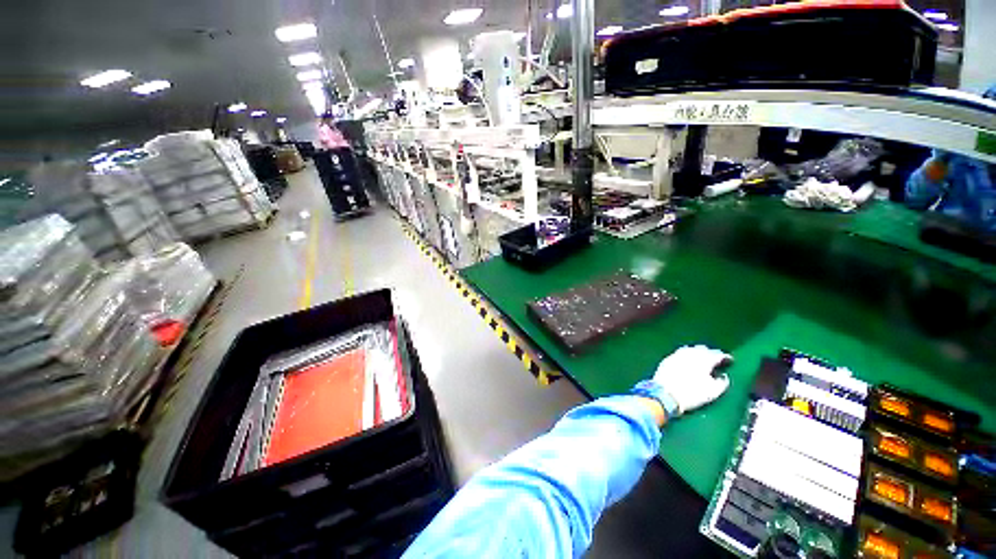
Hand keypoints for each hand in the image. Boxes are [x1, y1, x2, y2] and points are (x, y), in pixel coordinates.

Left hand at [653, 345, 731, 417]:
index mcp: (704, 360)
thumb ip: (722, 382)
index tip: (729, 361)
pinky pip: (679, 353)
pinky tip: (686, 361)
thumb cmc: (691, 394)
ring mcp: (677, 355)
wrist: (664, 394)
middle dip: (710, 354)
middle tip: (715, 361)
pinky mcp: (667, 359)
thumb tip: (724, 376)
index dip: (725, 357)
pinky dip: (686, 356)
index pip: (717, 354)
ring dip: (697, 353)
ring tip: (701, 360)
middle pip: (703, 349)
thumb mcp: (713, 392)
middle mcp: (690, 354)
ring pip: (690, 349)